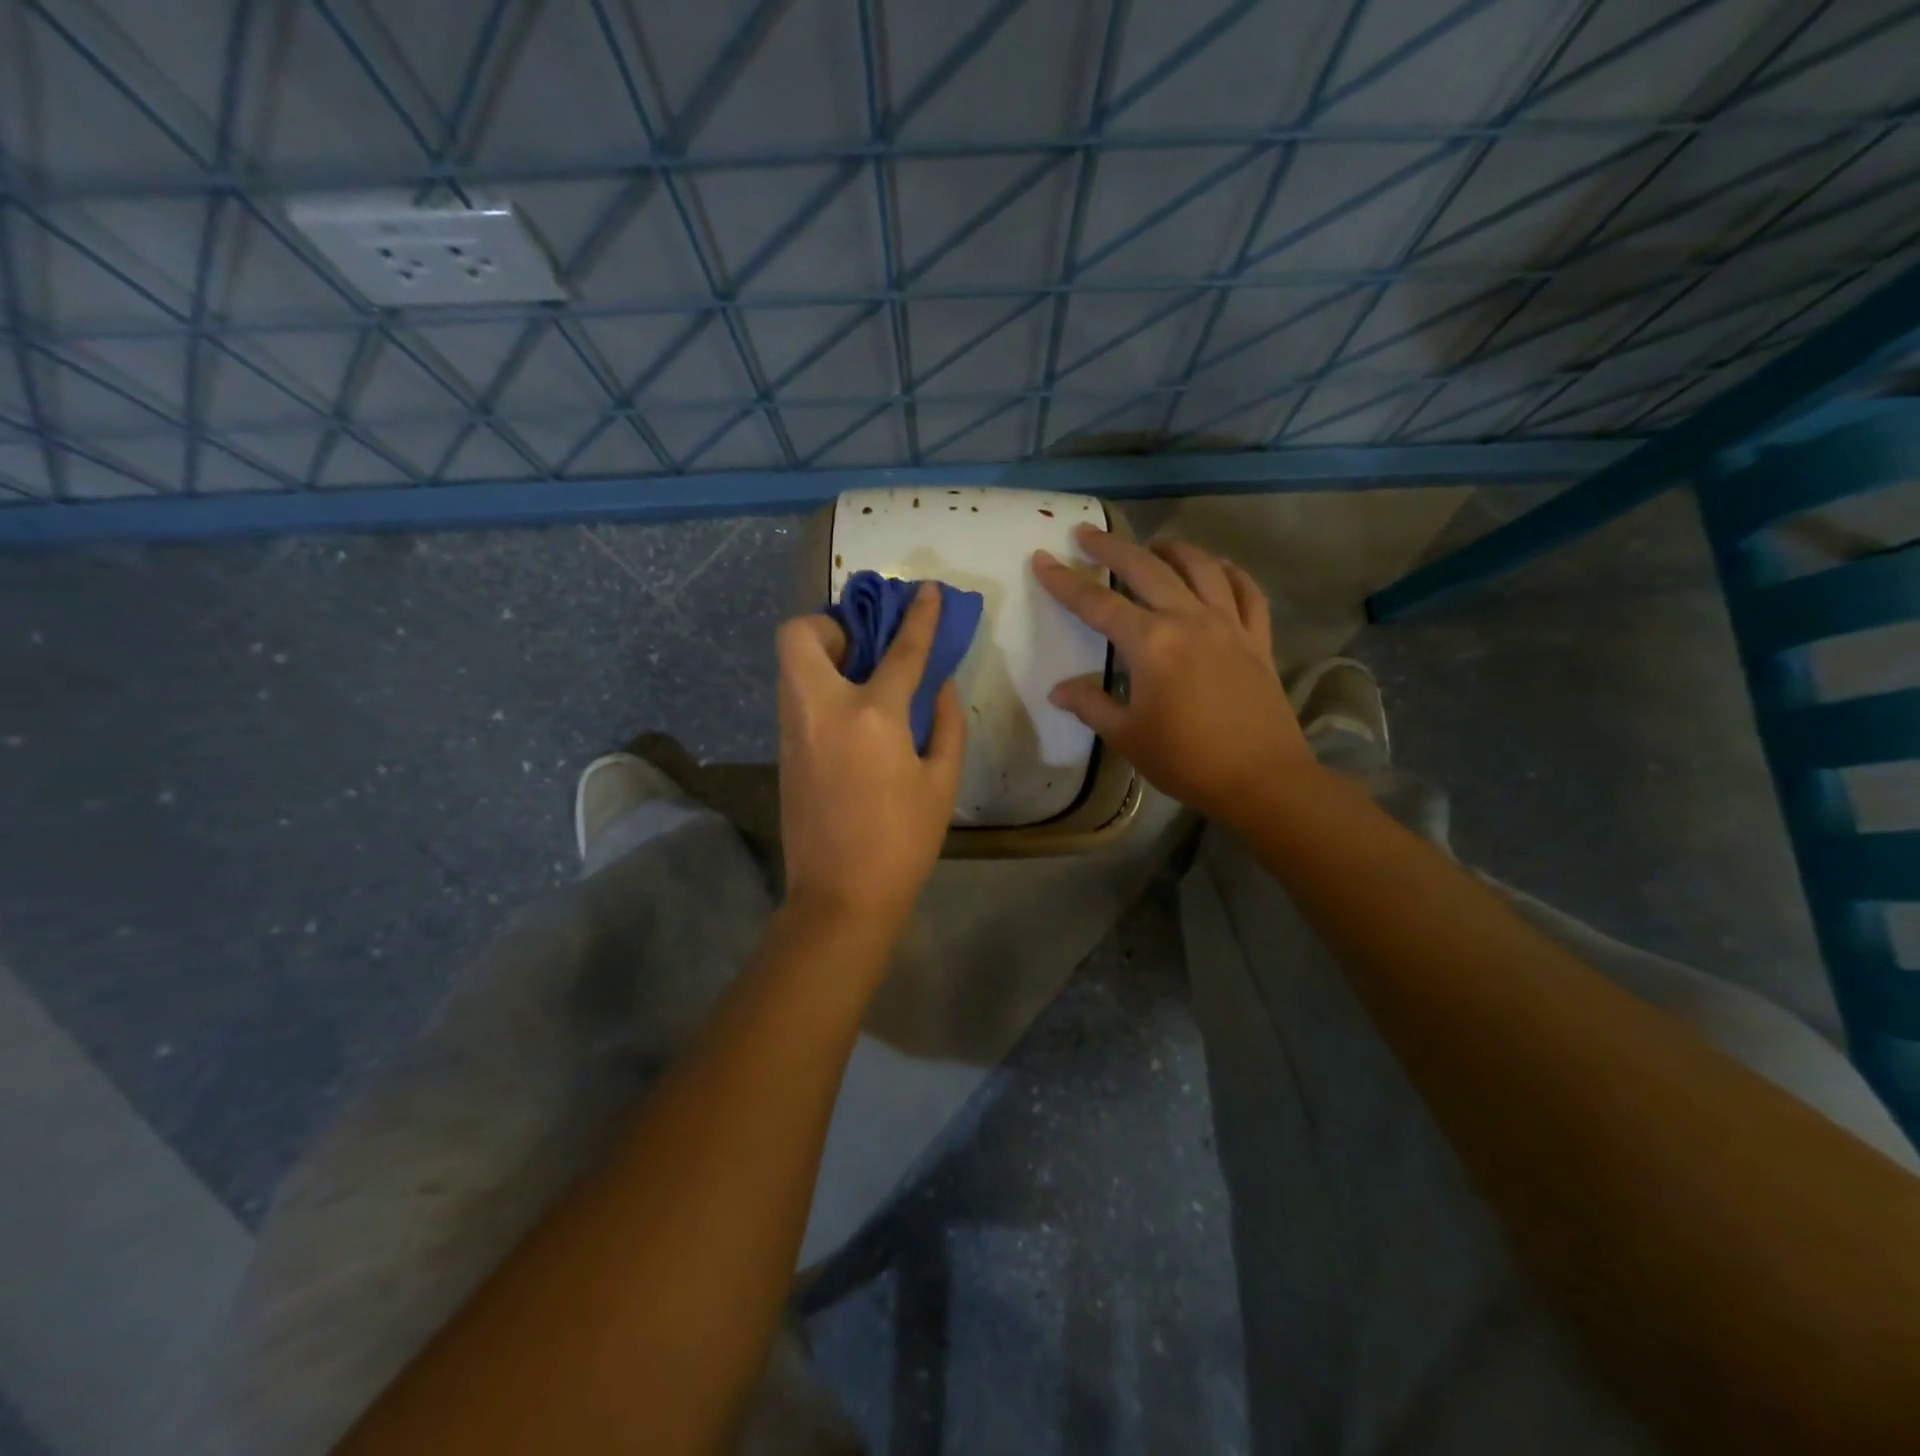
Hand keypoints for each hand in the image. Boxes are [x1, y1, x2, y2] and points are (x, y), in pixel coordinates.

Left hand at [775, 583, 964, 932]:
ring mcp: (793, 729)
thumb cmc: (903, 842)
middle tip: (865, 648)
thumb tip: (938, 684)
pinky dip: (819, 686)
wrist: (840, 896)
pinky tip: (850, 715)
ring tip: (861, 678)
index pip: (900, 649)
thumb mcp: (942, 782)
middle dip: (831, 624)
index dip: (920, 616)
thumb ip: (944, 722)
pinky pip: (795, 696)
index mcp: (872, 716)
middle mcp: (822, 709)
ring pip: (790, 664)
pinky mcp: (783, 750)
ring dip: (822, 654)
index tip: (929, 591)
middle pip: (800, 634)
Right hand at [1032, 525, 1309, 820]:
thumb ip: (1091, 705)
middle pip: (1146, 568)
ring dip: (1172, 549)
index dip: (1064, 581)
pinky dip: (1230, 573)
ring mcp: (1229, 624)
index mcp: (1151, 643)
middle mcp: (1189, 619)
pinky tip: (1218, 569)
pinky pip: (1247, 591)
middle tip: (1087, 532)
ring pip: (1200, 567)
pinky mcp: (1258, 638)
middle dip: (1112, 547)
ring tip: (1153, 545)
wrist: (1261, 779)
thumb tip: (1059, 690)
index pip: (1097, 603)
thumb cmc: (1186, 760)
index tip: (1043, 558)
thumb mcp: (1127, 736)